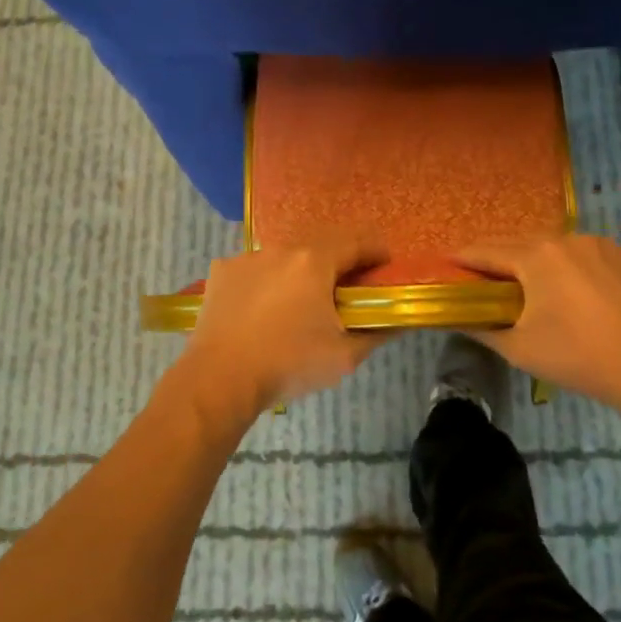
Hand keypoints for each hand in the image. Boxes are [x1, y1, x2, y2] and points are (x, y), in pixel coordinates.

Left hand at [178, 236, 394, 416]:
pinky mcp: (222, 272)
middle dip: (338, 262)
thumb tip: (400, 321)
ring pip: (284, 258)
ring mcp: (247, 258)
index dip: (375, 251)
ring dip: (299, 272)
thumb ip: (377, 333)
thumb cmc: (288, 364)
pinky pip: (254, 270)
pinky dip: (266, 282)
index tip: (384, 265)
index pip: (356, 242)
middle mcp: (281, 250)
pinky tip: (263, 309)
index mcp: (314, 262)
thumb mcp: (344, 356)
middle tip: (346, 288)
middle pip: (319, 245)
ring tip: (301, 302)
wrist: (220, 380)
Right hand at [454, 235, 620, 412]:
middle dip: (500, 257)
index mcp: (536, 256)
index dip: (464, 258)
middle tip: (485, 275)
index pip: (488, 251)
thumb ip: (482, 329)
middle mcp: (568, 239)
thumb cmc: (576, 357)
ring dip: (541, 260)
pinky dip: (578, 266)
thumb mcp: (518, 349)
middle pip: (523, 243)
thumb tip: (459, 319)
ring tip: (535, 283)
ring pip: (560, 247)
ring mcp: (604, 245)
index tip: (448, 262)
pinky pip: (593, 255)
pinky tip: (581, 290)